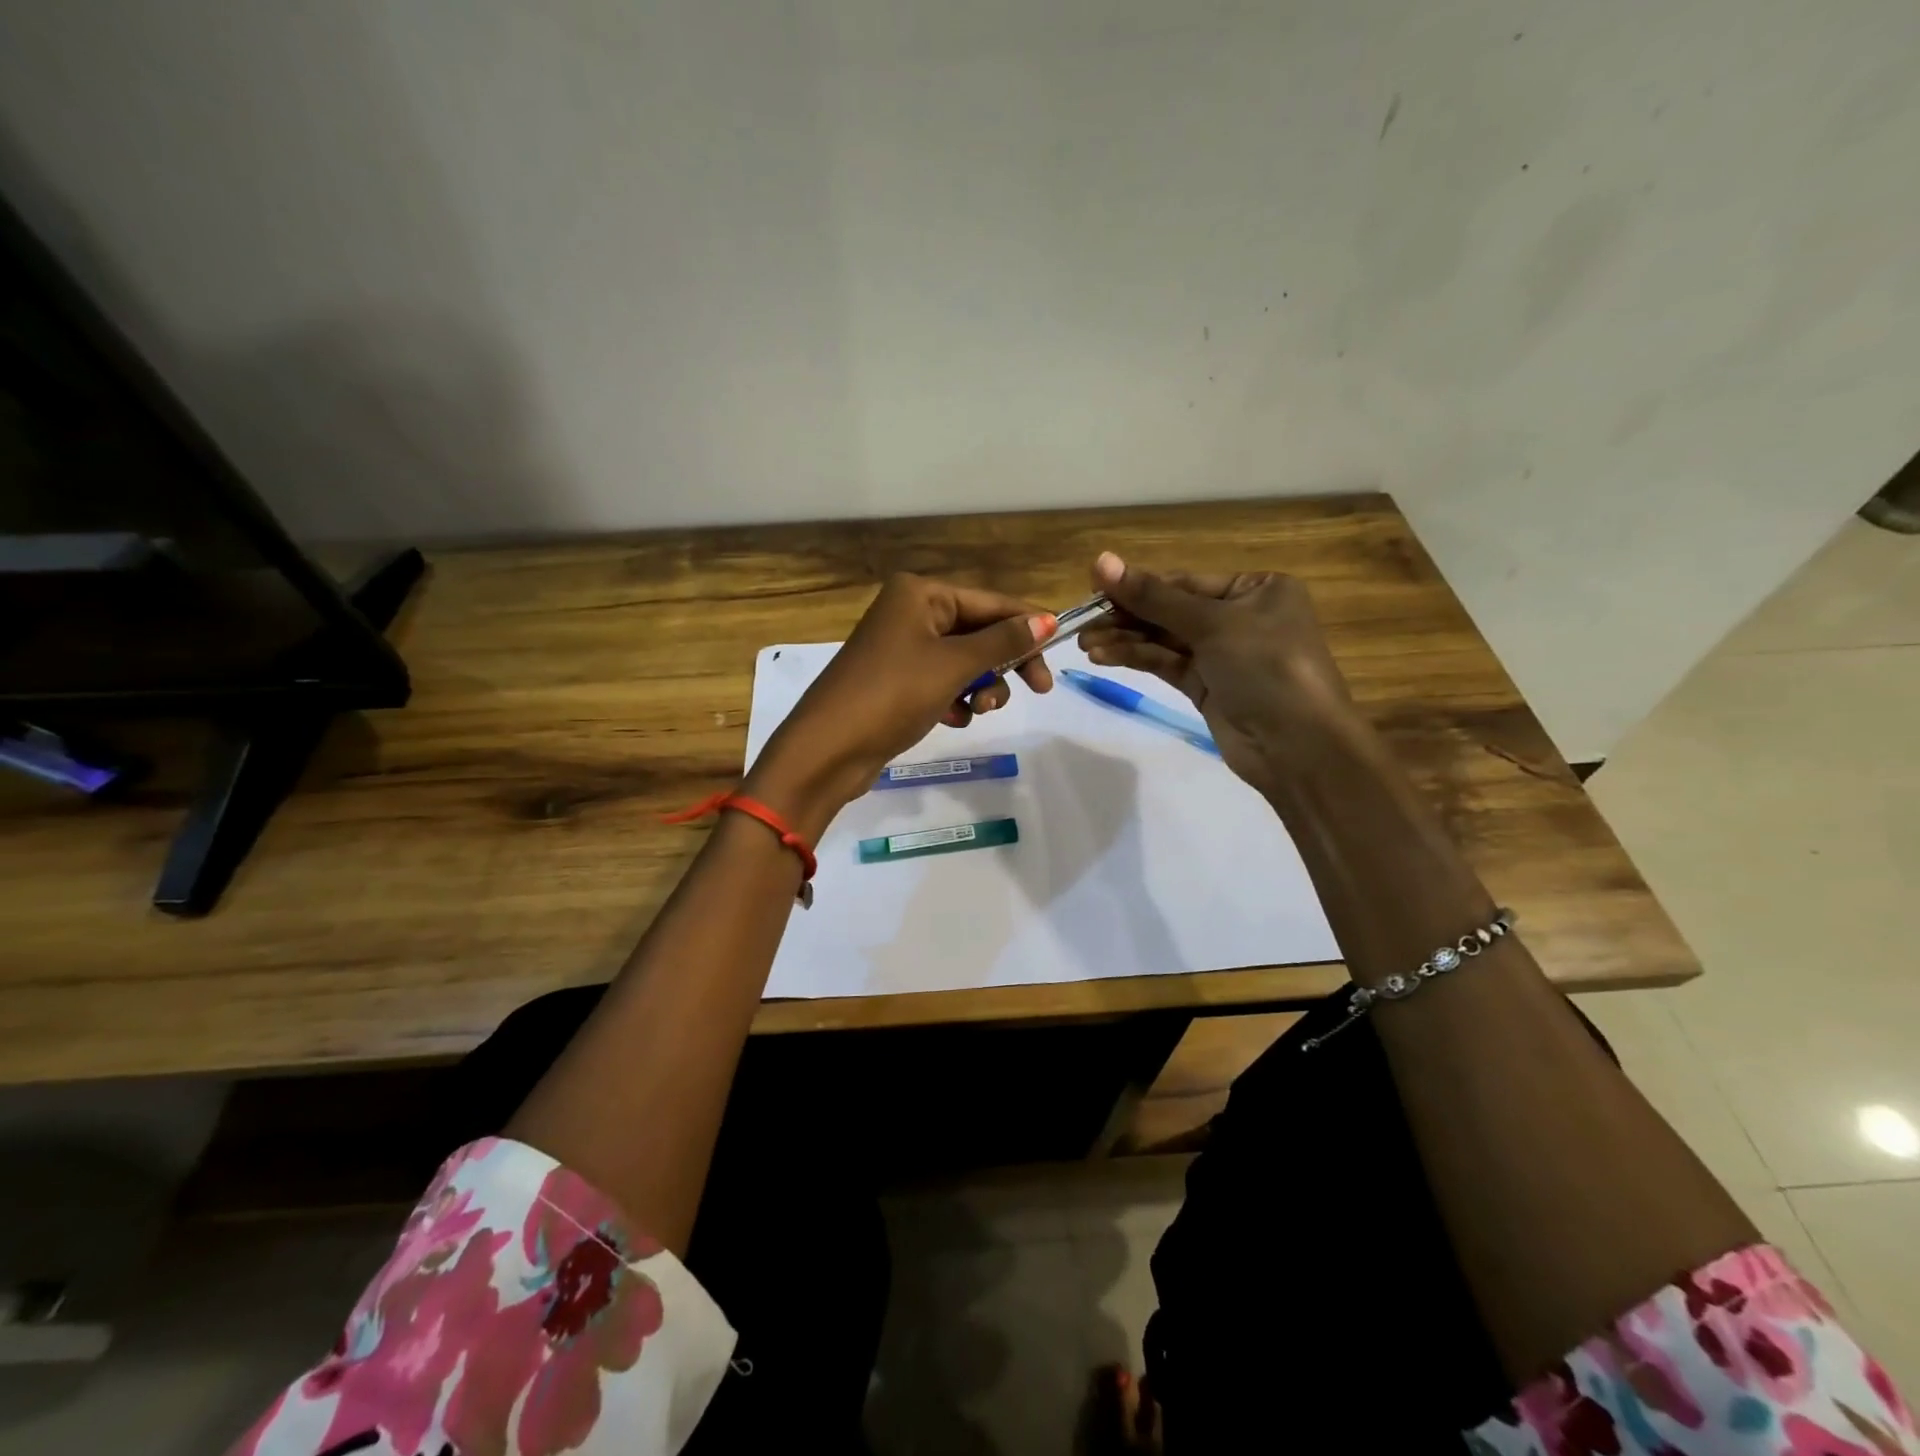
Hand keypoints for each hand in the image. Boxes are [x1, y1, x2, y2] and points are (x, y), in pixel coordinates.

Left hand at [745, 574, 1056, 837]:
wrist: (828, 750)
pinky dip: (956, 699)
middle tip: (1037, 690)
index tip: (1060, 651)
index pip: (990, 602)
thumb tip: (1048, 620)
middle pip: (978, 632)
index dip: (1027, 625)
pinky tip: (955, 718)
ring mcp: (901, 649)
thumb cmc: (892, 694)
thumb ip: (1003, 642)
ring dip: (981, 686)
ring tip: (980, 710)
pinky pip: (942, 682)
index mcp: (919, 593)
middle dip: (1003, 663)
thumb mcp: (953, 665)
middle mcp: (909, 612)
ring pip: (963, 661)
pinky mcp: (897, 682)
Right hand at [1077, 551, 1360, 795]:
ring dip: (1125, 640)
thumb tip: (1101, 561)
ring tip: (1085, 644)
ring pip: (1164, 639)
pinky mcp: (1206, 687)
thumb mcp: (1212, 624)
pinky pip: (1166, 664)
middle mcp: (1240, 616)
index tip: (1093, 589)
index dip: (1138, 586)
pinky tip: (1104, 656)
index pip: (1185, 582)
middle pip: (1170, 610)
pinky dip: (1137, 659)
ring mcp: (1222, 654)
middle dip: (1127, 616)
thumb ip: (1154, 597)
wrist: (1297, 747)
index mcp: (1256, 589)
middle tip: (1082, 622)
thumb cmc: (1267, 668)